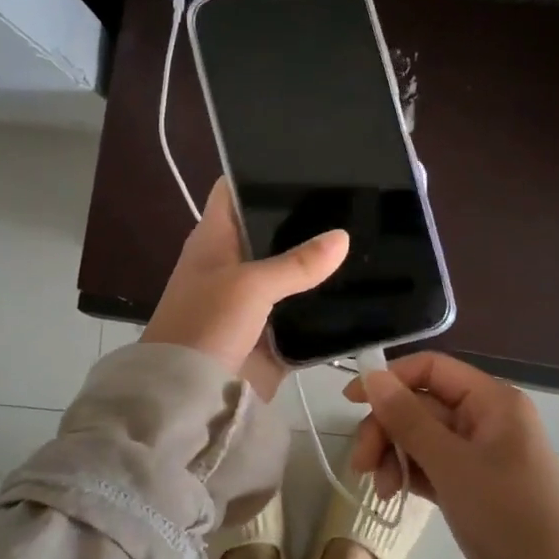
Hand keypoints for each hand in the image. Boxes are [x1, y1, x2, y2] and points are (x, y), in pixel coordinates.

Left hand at [142, 179, 347, 400]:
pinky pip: (304, 313)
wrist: (189, 399)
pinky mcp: (272, 333)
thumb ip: (297, 263)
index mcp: (215, 240)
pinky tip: (363, 290)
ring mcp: (254, 300)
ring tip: (369, 237)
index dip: (261, 171)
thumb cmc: (206, 326)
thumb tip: (342, 237)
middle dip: (306, 219)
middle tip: (356, 198)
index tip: (307, 160)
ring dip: (320, 264)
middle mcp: (234, 263)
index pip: (235, 190)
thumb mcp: (249, 286)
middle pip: (271, 231)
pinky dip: (325, 306)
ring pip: (292, 272)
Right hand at [346, 353, 558, 558]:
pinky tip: (394, 496)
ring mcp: (481, 455)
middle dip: (387, 429)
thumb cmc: (507, 518)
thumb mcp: (451, 464)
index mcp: (494, 401)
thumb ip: (408, 418)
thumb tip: (372, 376)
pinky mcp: (473, 487)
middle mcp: (488, 419)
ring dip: (394, 455)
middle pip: (422, 404)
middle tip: (361, 465)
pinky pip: (432, 465)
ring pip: (422, 437)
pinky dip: (410, 474)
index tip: (349, 402)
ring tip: (381, 491)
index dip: (390, 379)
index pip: (432, 369)